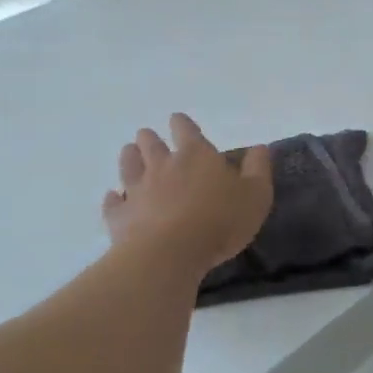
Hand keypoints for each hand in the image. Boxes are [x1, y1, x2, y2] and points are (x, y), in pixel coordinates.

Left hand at [101, 114, 273, 272]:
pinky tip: (113, 197)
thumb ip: (258, 169)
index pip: (186, 130)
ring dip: (129, 157)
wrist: (170, 253)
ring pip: (128, 166)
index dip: (182, 124)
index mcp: (196, 155)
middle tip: (147, 135)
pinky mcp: (120, 216)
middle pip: (151, 144)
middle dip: (150, 138)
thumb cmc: (220, 220)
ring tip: (129, 152)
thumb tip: (259, 148)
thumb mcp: (255, 195)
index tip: (177, 120)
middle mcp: (163, 166)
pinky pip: (113, 203)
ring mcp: (137, 190)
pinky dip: (113, 199)